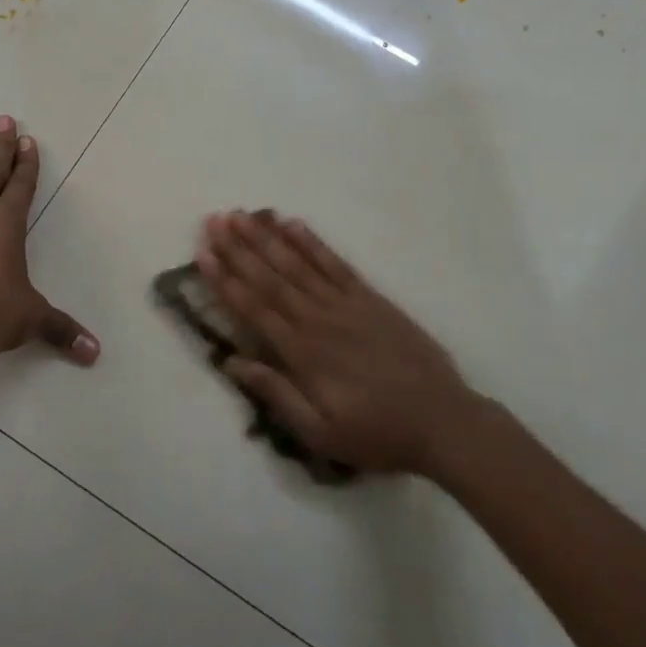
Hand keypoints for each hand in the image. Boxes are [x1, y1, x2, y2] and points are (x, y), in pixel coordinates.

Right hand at [196, 210, 480, 479]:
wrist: (443, 421)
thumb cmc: (376, 432)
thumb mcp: (320, 431)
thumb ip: (275, 393)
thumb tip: (232, 363)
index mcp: (302, 352)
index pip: (254, 308)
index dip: (225, 280)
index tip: (202, 254)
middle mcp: (318, 319)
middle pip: (270, 277)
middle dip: (239, 248)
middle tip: (214, 221)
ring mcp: (346, 304)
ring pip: (298, 264)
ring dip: (267, 238)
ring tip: (243, 215)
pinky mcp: (370, 298)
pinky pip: (335, 263)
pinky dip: (312, 242)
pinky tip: (293, 223)